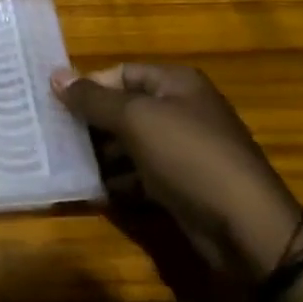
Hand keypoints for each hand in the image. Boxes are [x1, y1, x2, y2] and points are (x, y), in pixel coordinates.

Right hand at [54, 63, 302, 290]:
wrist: (247, 228)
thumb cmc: (189, 157)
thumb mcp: (136, 120)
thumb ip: (93, 99)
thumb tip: (55, 75)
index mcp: (176, 83)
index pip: (122, 73)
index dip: (90, 86)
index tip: (56, 105)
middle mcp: (181, 110)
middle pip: (124, 109)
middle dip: (92, 124)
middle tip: (55, 138)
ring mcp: (184, 150)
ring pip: (131, 144)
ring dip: (102, 156)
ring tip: (69, 166)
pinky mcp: (184, 186)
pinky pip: (142, 175)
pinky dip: (120, 182)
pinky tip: (97, 192)